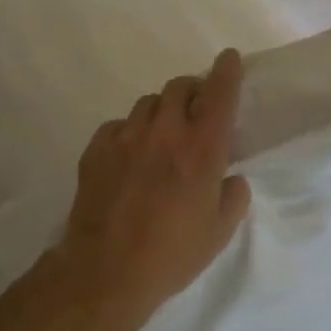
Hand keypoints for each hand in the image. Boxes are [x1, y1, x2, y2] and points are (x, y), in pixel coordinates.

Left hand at [42, 49, 252, 330]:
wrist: (104, 272)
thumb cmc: (171, 255)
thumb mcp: (219, 233)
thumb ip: (233, 197)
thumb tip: (231, 178)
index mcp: (202, 149)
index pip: (219, 93)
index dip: (227, 70)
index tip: (229, 58)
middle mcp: (165, 132)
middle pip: (179, 86)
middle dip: (192, 90)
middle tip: (196, 110)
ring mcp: (126, 137)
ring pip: (148, 103)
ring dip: (162, 111)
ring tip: (162, 136)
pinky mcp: (97, 148)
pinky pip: (118, 125)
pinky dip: (130, 131)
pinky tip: (130, 156)